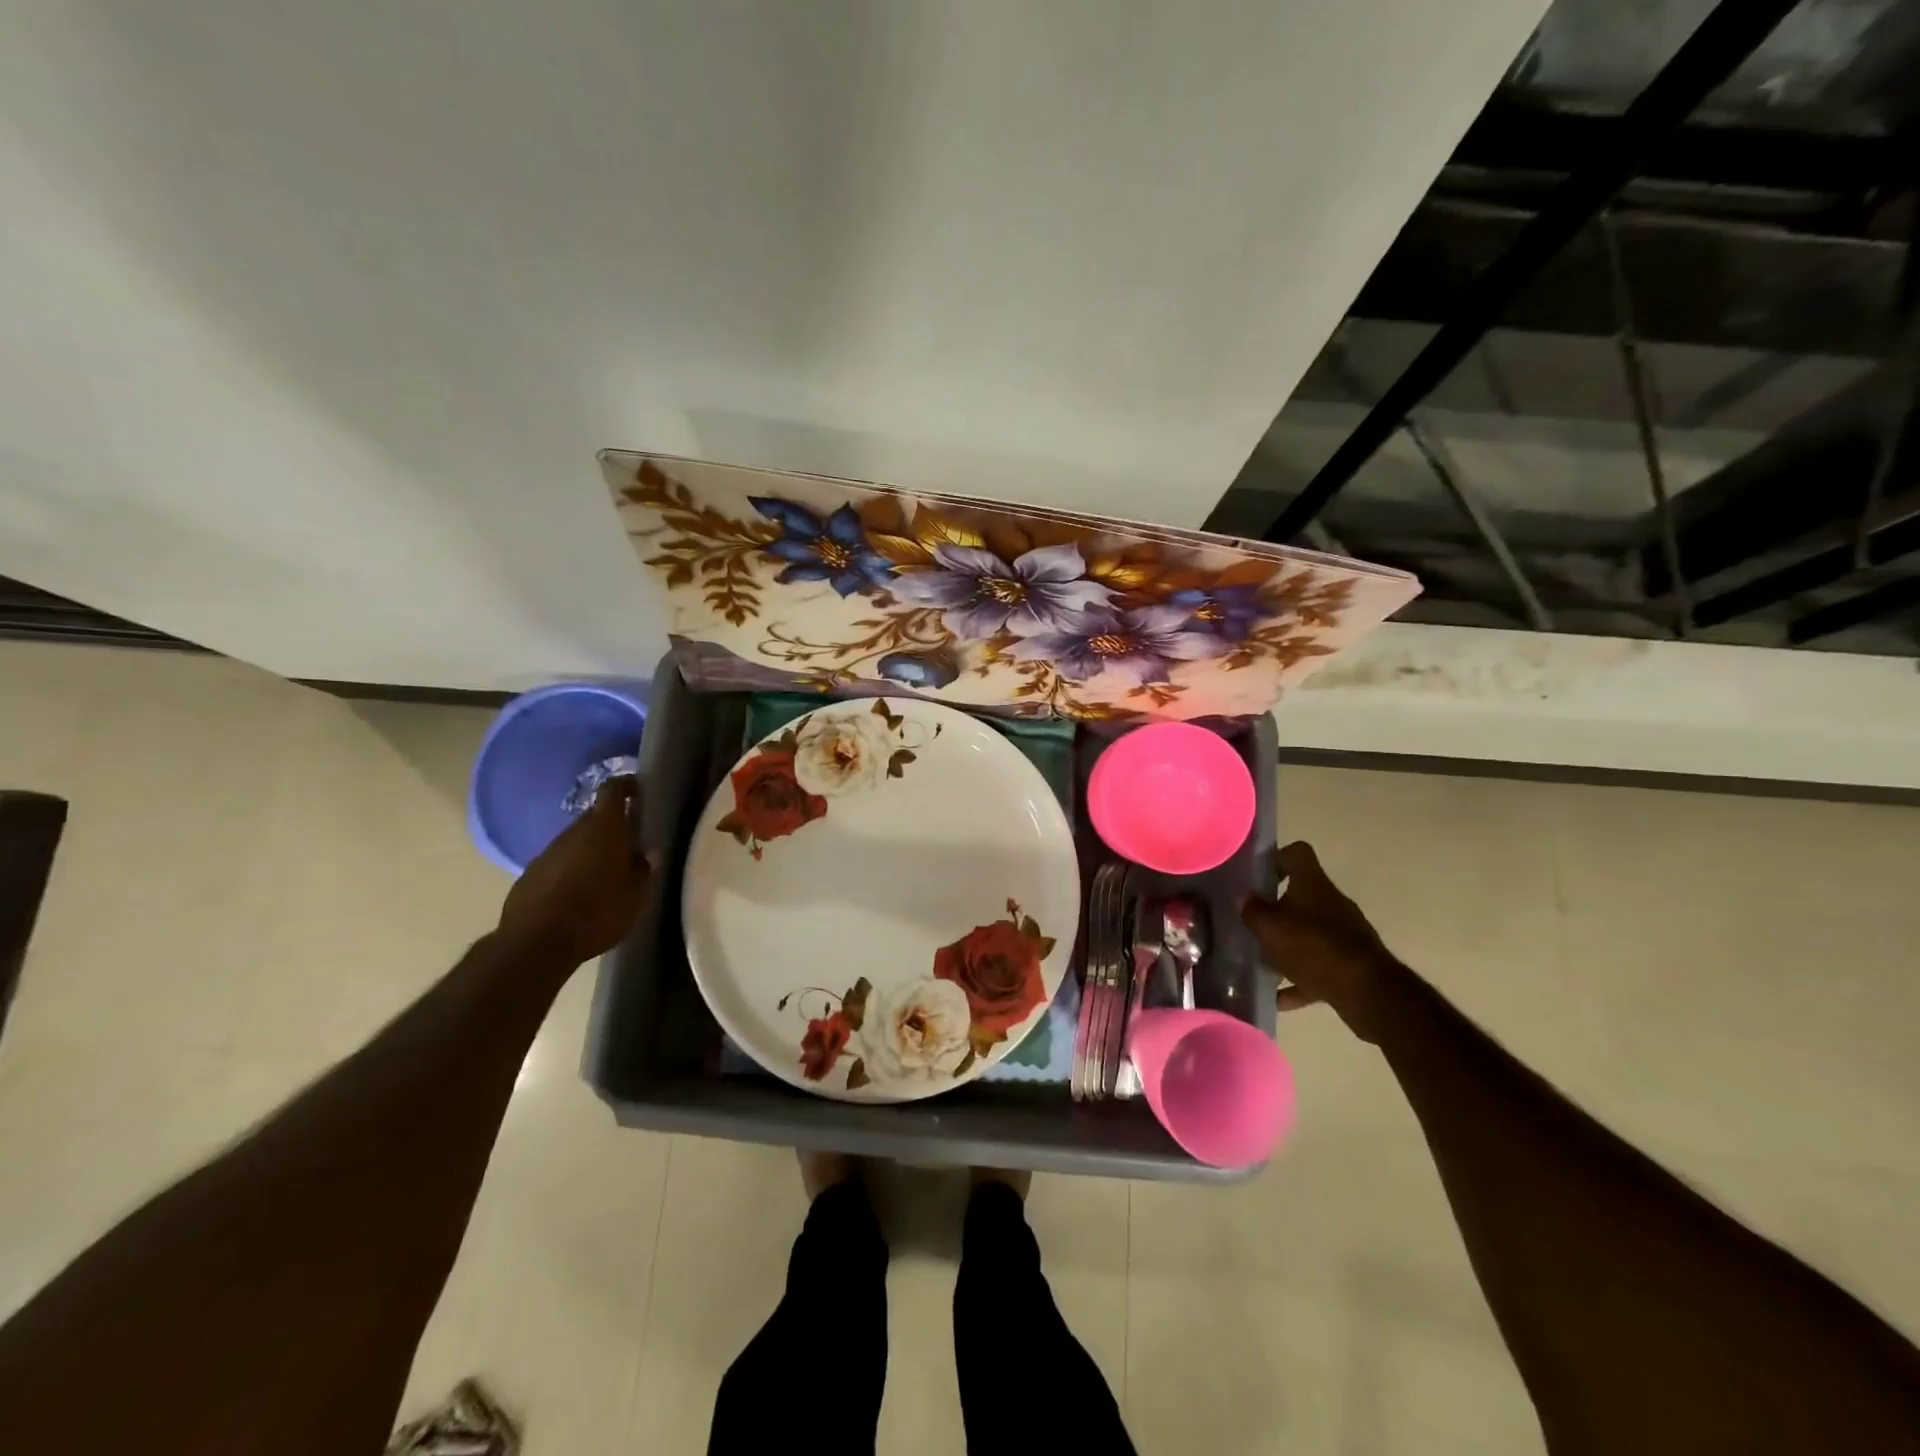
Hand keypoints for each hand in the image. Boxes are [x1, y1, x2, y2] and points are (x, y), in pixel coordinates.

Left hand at [498, 778, 650, 965]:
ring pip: (575, 841)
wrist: (535, 944)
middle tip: (629, 843)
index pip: (613, 790)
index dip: (627, 785)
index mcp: (604, 829)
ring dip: (590, 849)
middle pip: (594, 816)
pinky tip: (578, 893)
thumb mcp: (637, 896)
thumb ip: (644, 869)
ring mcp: (546, 853)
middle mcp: (573, 832)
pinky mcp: (529, 875)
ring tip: (605, 873)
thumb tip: (645, 855)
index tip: (639, 791)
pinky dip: (571, 869)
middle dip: (612, 824)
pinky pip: (557, 863)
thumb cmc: (597, 913)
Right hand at [1241, 841, 1401, 1042]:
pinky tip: (1279, 998)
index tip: (1257, 878)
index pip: (1297, 853)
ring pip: (1309, 933)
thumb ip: (1253, 911)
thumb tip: (1244, 898)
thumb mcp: (1270, 928)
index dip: (1276, 859)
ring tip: (1261, 963)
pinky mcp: (1352, 964)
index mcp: (1313, 884)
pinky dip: (1300, 979)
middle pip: (1301, 896)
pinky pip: (1319, 966)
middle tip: (1252, 924)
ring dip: (1286, 946)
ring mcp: (1345, 934)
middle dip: (1276, 910)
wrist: (1366, 992)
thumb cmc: (1312, 947)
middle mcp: (1331, 903)